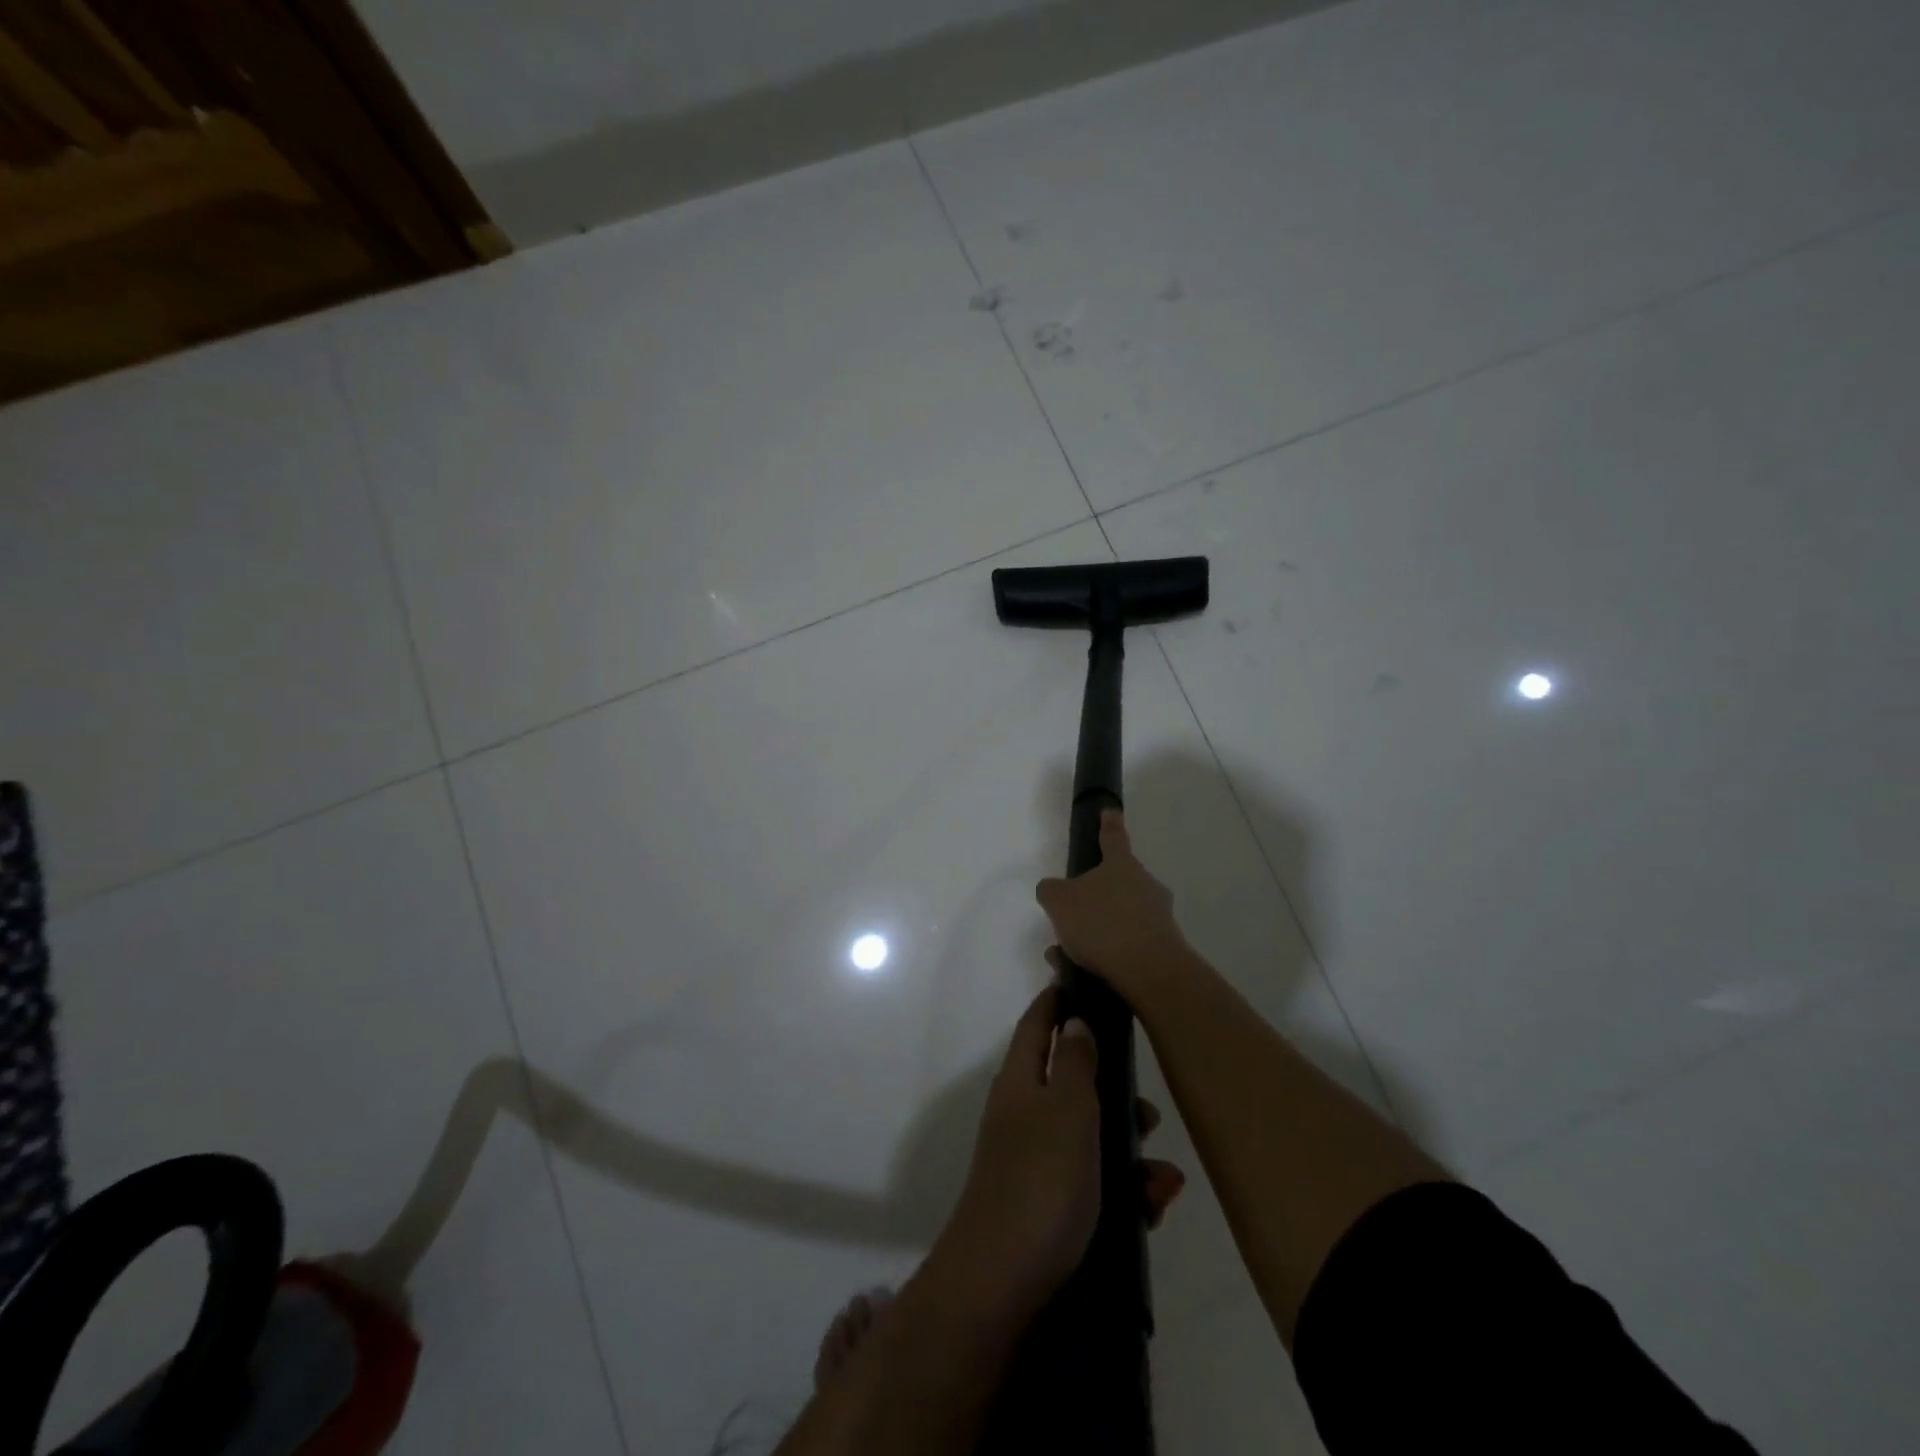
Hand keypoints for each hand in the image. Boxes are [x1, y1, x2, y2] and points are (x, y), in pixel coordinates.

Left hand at [933, 984, 1184, 1318]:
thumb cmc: (1040, 1180)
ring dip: (1130, 1152)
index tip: (1083, 983)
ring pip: (1091, 1138)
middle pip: (1073, 1085)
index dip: (1057, 1002)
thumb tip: (1075, 1021)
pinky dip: (1124, 1191)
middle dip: (1116, 1094)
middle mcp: (1024, 1115)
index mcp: (1021, 1082)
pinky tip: (1153, 1208)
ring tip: (1162, 1179)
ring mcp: (1035, 1162)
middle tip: (1148, 1113)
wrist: (1004, 1284)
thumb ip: (1077, 1063)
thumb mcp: (1068, 1110)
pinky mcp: (1050, 1206)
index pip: (1038, 1025)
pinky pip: (1094, 1183)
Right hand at [1035, 810, 1191, 1001]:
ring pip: (1122, 916)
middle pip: (1118, 882)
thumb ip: (1051, 890)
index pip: (1113, 837)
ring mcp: (1159, 915)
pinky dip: (1110, 953)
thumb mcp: (1059, 901)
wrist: (1149, 971)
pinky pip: (1130, 943)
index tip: (1110, 812)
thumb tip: (1053, 889)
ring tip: (1070, 955)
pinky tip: (1088, 971)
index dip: (1108, 824)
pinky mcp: (1166, 946)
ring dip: (1099, 930)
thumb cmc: (1101, 924)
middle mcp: (1145, 884)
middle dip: (1097, 896)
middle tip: (1073, 916)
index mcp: (1121, 864)